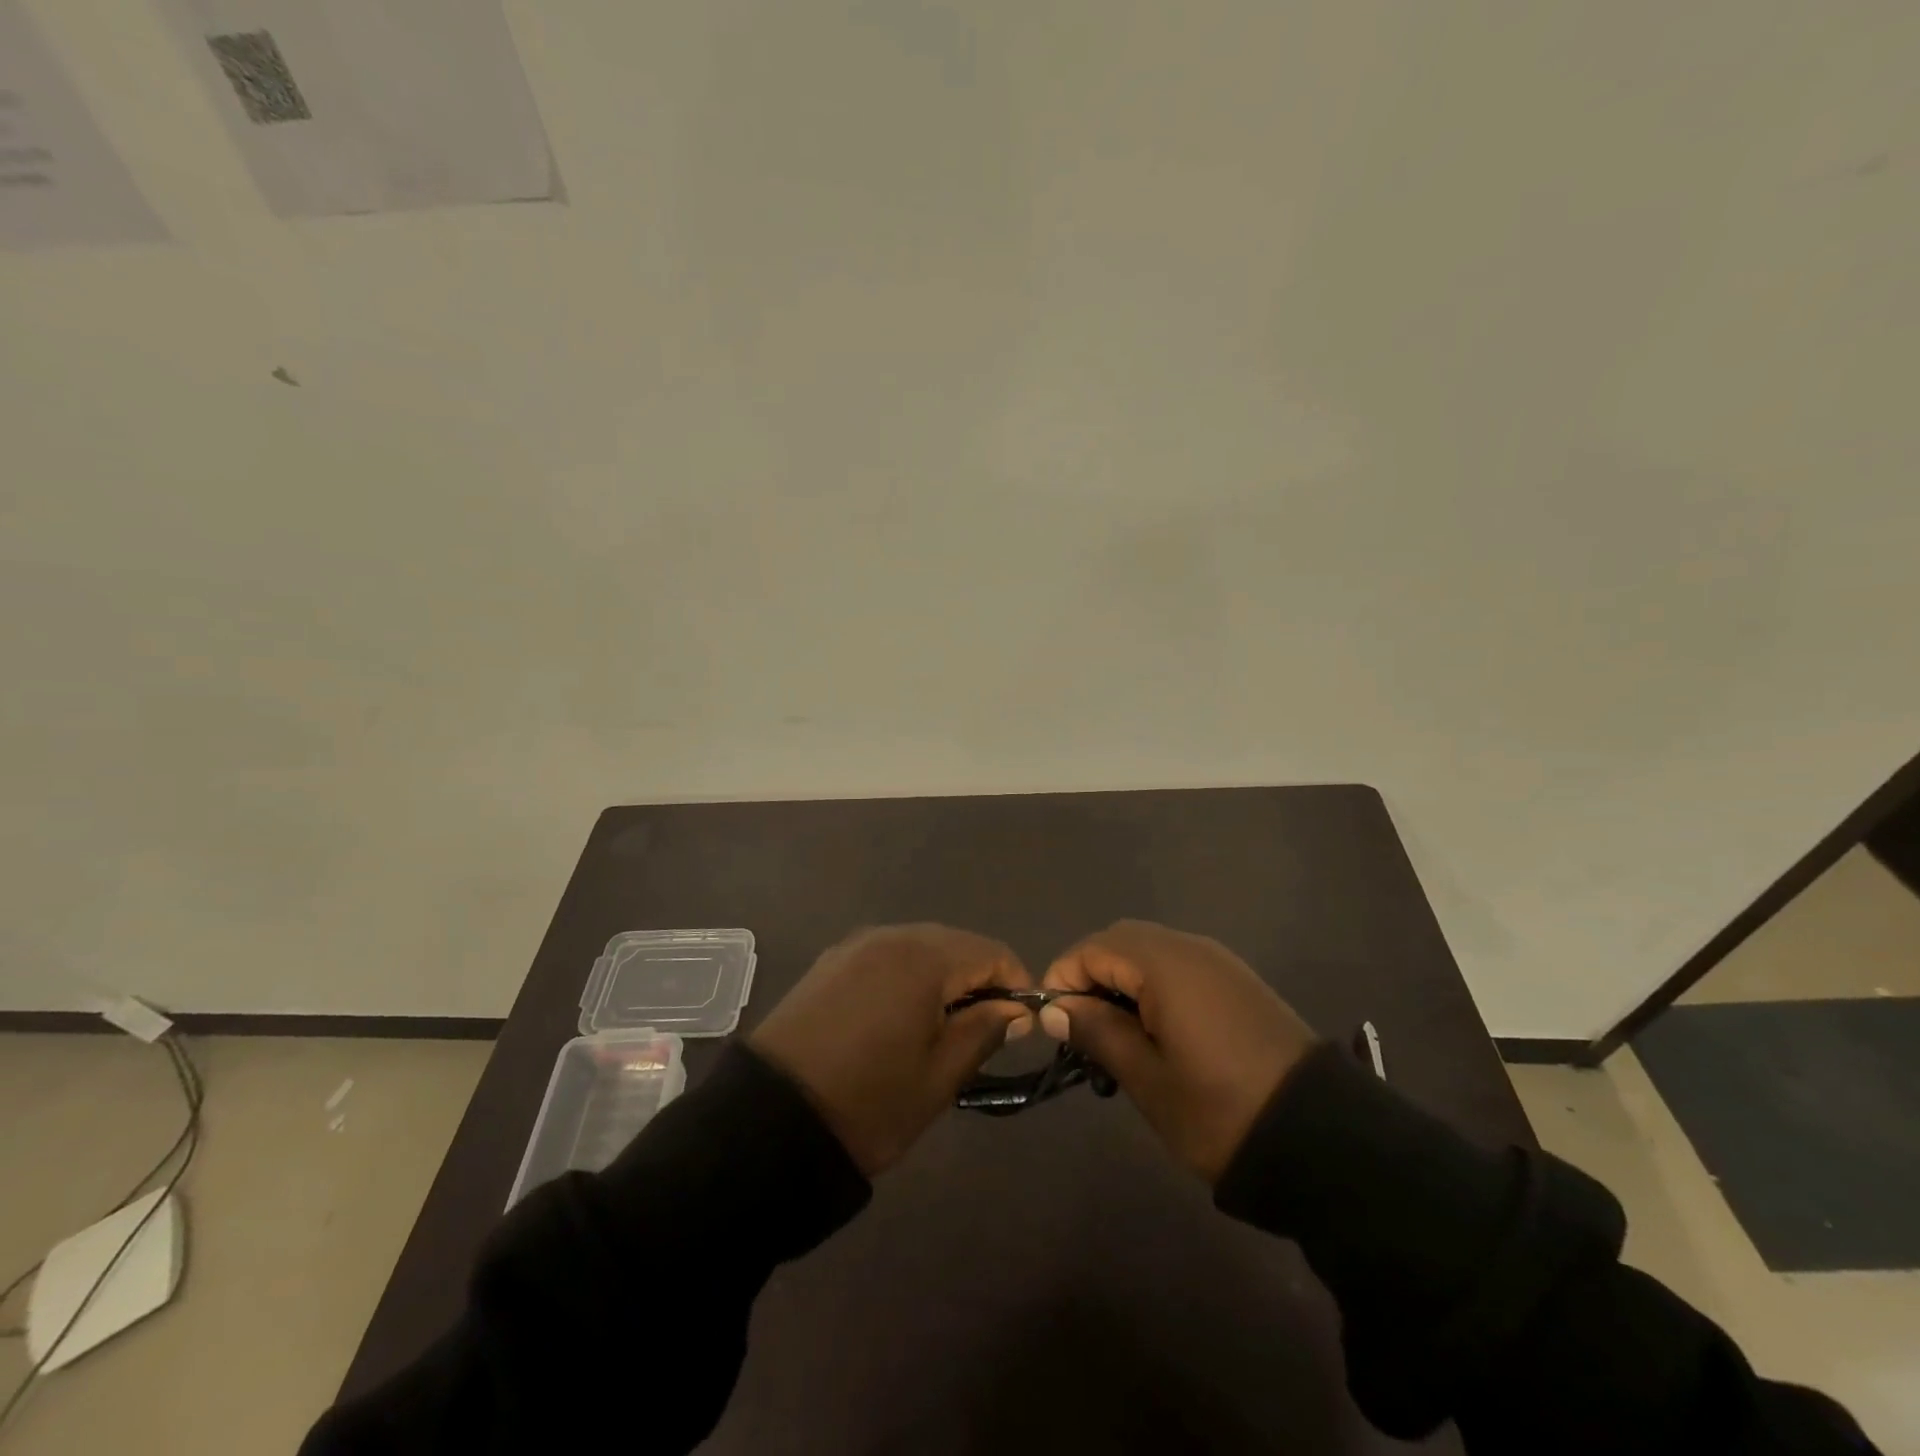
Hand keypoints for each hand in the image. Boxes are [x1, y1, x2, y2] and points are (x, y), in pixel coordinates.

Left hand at [749, 924, 1033, 1174]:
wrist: (768, 1122)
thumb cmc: (869, 1102)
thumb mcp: (940, 1076)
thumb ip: (984, 1031)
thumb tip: (1015, 1009)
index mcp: (923, 957)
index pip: (990, 951)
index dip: (1015, 981)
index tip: (1022, 1022)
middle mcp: (889, 936)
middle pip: (954, 943)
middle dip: (978, 977)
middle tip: (985, 1027)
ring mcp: (854, 946)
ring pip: (918, 947)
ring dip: (942, 977)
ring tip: (944, 1025)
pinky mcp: (829, 963)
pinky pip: (885, 957)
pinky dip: (906, 977)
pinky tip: (901, 1015)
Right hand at [1038, 920, 1317, 1181]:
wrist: (1323, 1140)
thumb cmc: (1220, 1110)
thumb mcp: (1147, 1079)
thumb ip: (1097, 1032)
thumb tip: (1055, 1008)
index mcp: (1164, 965)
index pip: (1092, 948)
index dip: (1063, 979)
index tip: (1054, 1026)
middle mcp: (1190, 948)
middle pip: (1120, 941)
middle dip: (1091, 975)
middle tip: (1082, 1029)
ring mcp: (1219, 961)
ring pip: (1150, 951)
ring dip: (1122, 980)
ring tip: (1115, 1035)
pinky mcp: (1238, 981)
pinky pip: (1179, 965)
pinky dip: (1154, 985)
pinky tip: (1156, 1031)